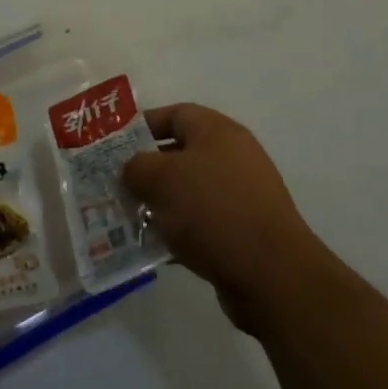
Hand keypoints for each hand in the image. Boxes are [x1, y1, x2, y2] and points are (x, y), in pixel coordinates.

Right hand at [124, 104, 330, 331]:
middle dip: (147, 170)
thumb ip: (137, 167)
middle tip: (116, 186)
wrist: (271, 274)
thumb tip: (132, 169)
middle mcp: (232, 156)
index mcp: (217, 131)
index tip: (115, 146)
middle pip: (180, 154)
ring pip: (189, 192)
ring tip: (128, 220)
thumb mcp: (162, 179)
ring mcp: (241, 196)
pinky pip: (202, 224)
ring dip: (160, 205)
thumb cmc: (213, 209)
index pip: (175, 114)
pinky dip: (178, 232)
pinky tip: (154, 249)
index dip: (144, 126)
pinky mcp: (243, 232)